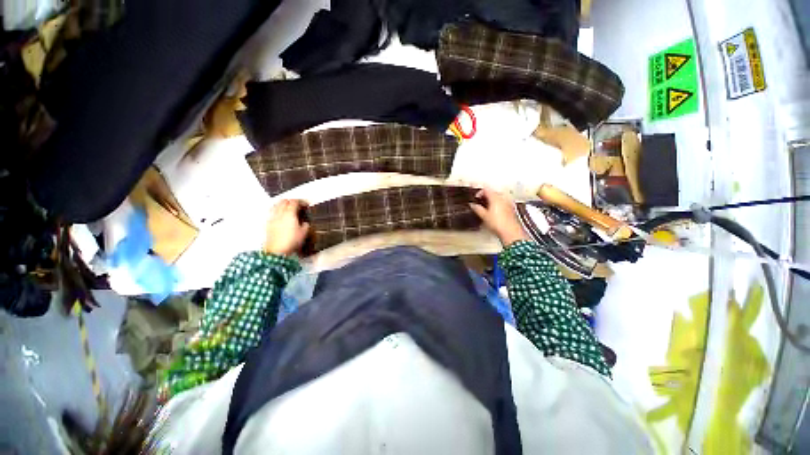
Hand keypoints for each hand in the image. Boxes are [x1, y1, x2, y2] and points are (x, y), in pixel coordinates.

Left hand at [263, 200, 310, 255]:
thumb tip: (305, 223)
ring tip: (288, 208)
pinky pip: (273, 212)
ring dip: (283, 204)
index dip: (301, 201)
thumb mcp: (304, 233)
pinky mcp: (268, 223)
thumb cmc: (291, 241)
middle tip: (298, 205)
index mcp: (290, 213)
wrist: (277, 250)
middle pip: (284, 201)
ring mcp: (273, 217)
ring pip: (276, 205)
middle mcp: (280, 213)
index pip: (295, 202)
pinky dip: (278, 210)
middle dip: (292, 201)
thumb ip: (305, 225)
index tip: (306, 204)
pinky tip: (281, 216)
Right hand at [469, 188, 528, 246]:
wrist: (510, 232)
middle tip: (479, 202)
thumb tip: (473, 205)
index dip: (479, 192)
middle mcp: (503, 198)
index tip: (475, 198)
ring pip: (498, 197)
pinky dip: (497, 204)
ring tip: (486, 207)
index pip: (486, 189)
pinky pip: (503, 202)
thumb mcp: (484, 216)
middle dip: (485, 196)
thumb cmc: (498, 223)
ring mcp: (508, 202)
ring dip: (491, 200)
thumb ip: (477, 208)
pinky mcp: (511, 208)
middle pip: (493, 192)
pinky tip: (494, 211)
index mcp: (495, 197)